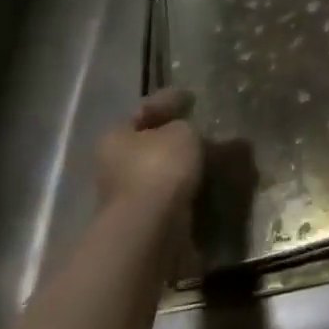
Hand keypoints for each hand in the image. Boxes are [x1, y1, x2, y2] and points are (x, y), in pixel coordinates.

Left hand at [94, 87, 202, 220]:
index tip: (190, 98)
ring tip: (215, 159)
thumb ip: (188, 128)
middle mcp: (114, 166)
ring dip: (183, 167)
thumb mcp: (181, 133)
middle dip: (176, 139)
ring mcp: (127, 197)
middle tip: (205, 131)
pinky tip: (209, 184)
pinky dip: (188, 190)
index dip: (168, 101)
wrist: (150, 230)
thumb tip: (194, 133)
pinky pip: (171, 196)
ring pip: (161, 172)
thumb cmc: (159, 168)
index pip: (144, 111)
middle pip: (150, 145)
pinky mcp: (144, 222)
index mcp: (116, 137)